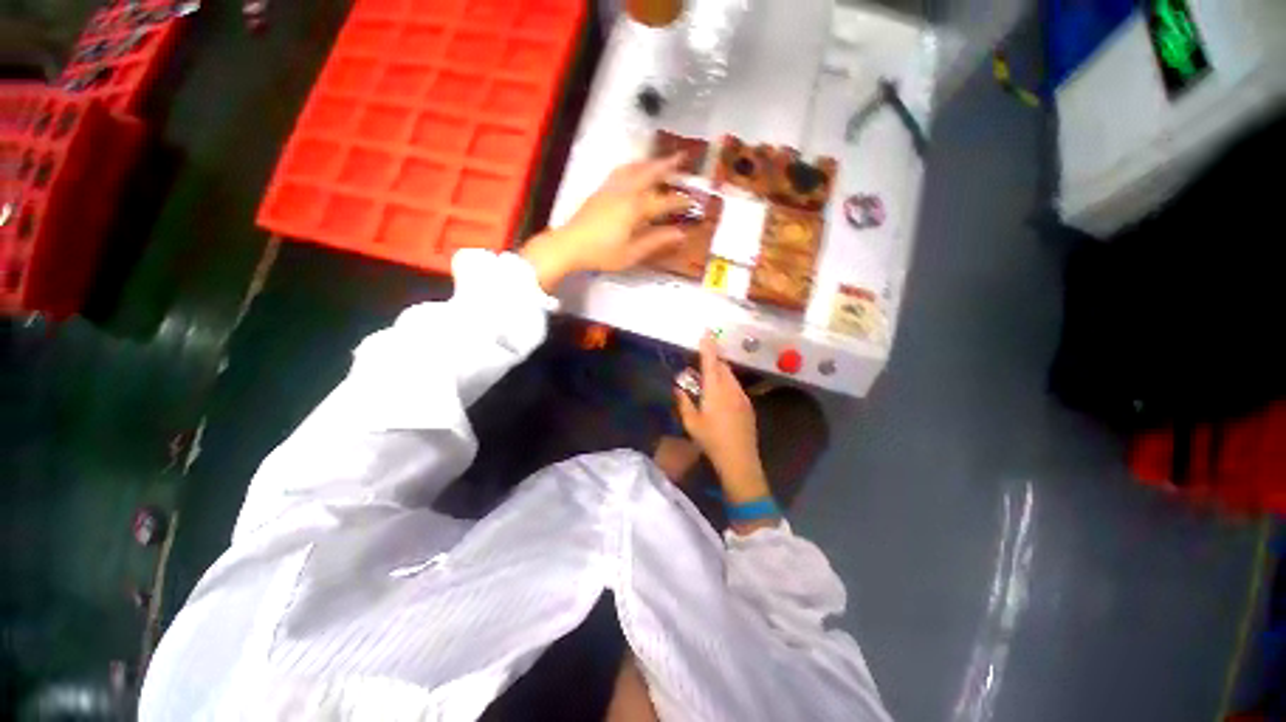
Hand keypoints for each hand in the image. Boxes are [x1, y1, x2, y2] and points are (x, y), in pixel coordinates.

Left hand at [520, 155, 692, 290]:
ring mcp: (610, 188)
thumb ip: (656, 241)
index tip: (693, 202)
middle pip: (649, 173)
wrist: (570, 245)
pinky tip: (633, 171)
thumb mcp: (632, 253)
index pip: (663, 201)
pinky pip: (620, 171)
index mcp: (634, 208)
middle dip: (667, 165)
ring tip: (659, 160)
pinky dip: (633, 166)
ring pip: (633, 168)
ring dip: (649, 162)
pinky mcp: (600, 191)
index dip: (680, 202)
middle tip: (682, 156)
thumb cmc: (602, 253)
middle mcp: (624, 192)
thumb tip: (679, 234)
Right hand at [675, 333, 769, 504]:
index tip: (707, 331)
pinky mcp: (748, 405)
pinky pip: (736, 387)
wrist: (739, 459)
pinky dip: (727, 384)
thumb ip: (683, 402)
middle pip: (723, 366)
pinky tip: (722, 397)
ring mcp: (742, 396)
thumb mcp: (691, 423)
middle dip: (713, 359)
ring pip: (731, 376)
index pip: (711, 362)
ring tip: (710, 380)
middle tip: (703, 361)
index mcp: (715, 390)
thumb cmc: (711, 440)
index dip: (708, 345)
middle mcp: (731, 388)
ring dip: (721, 372)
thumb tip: (677, 388)